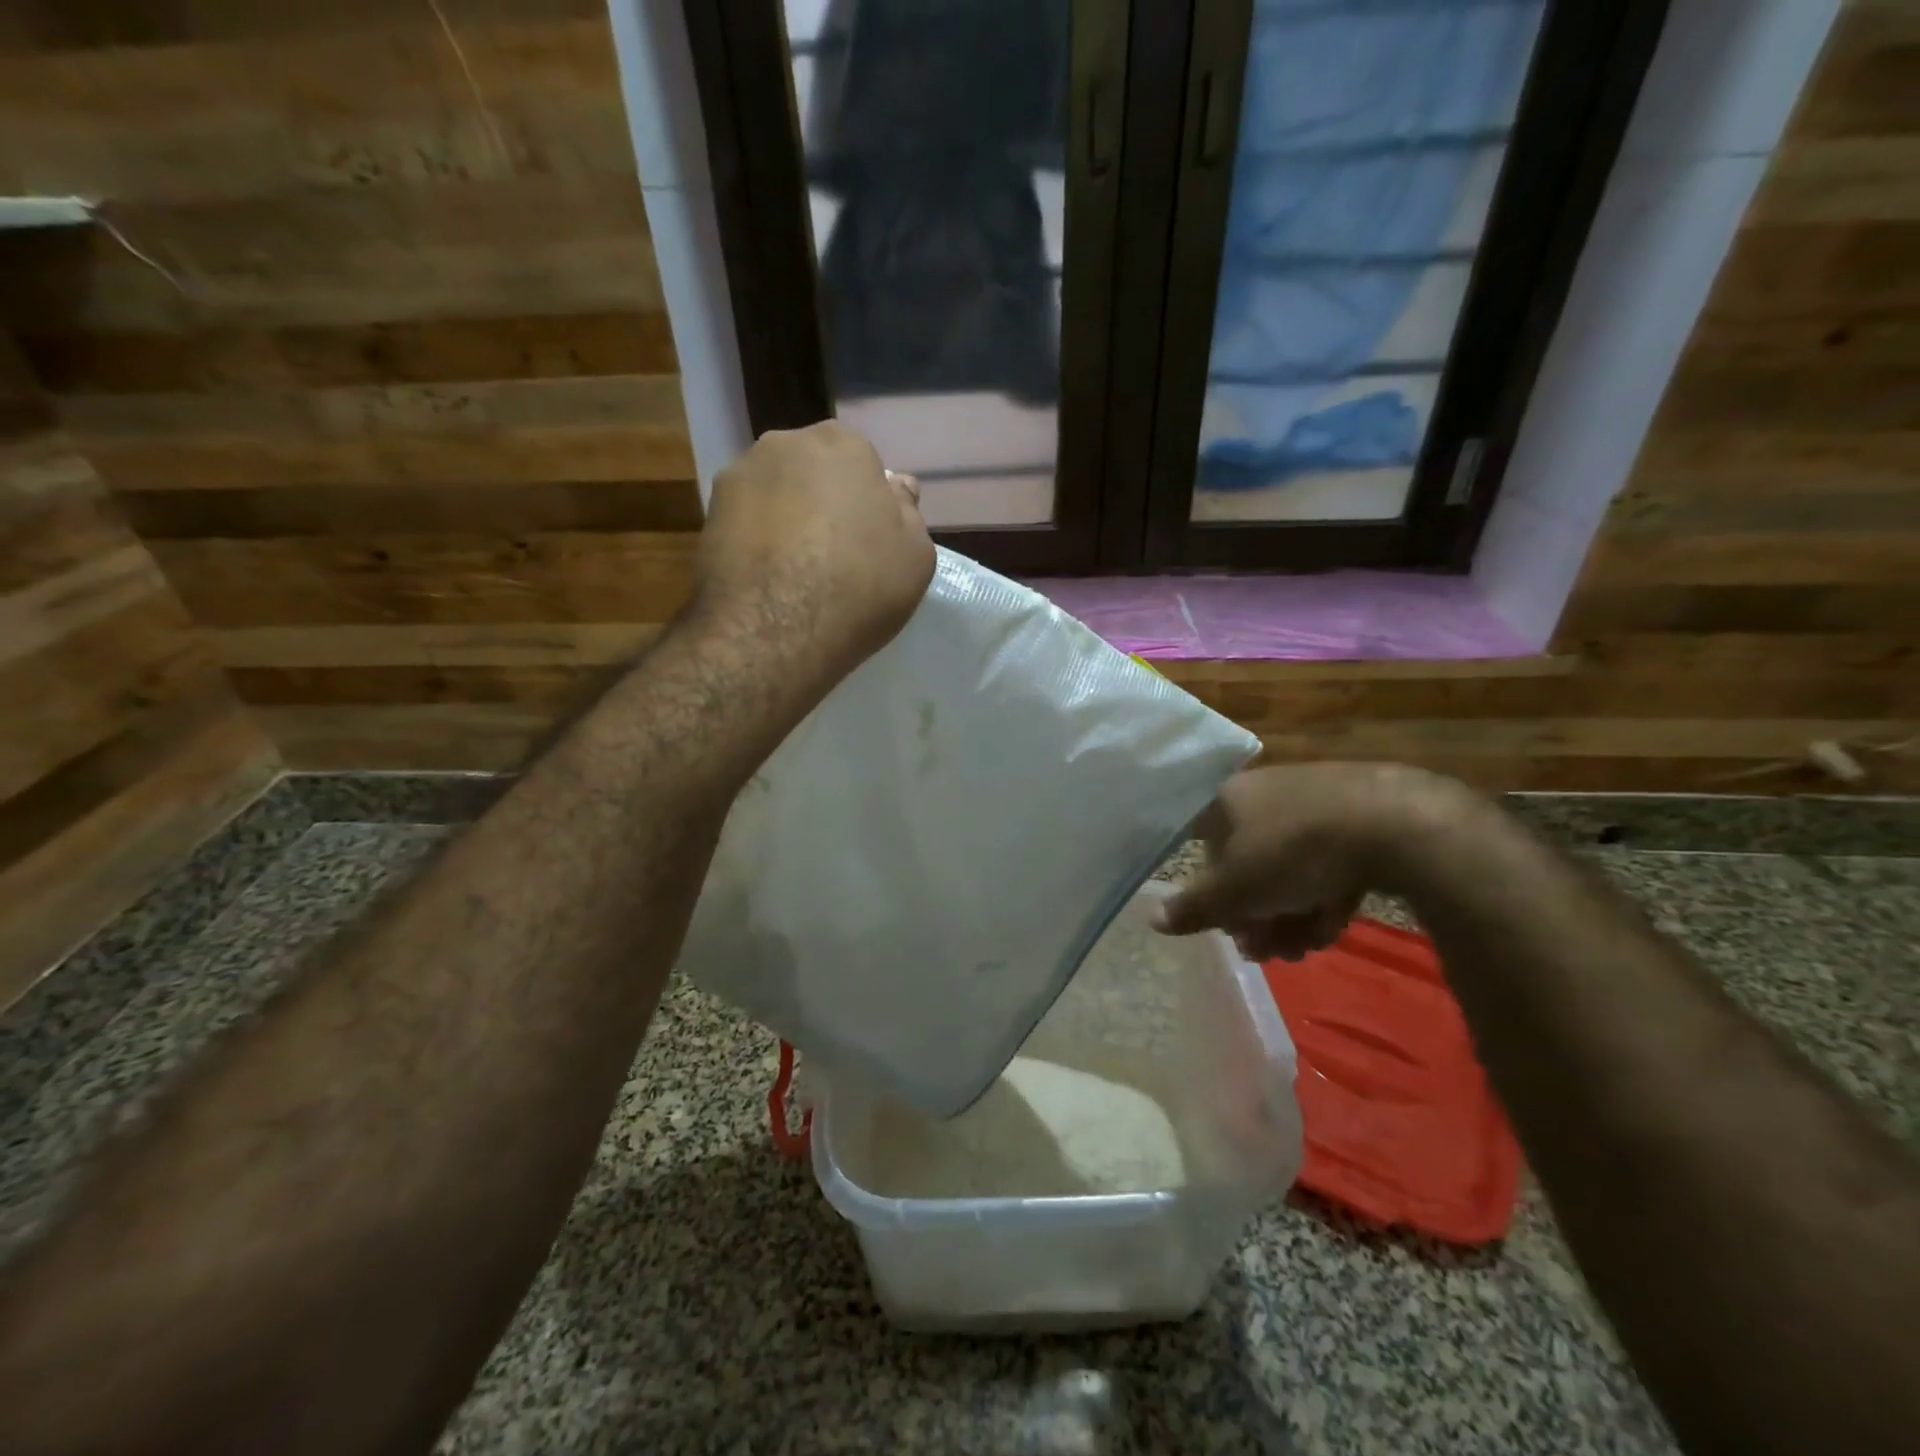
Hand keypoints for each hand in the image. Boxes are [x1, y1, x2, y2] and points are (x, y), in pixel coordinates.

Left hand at [698, 421, 934, 681]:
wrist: (775, 630)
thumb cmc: (860, 585)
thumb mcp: (916, 555)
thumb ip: (907, 513)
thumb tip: (894, 488)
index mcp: (842, 443)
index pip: (862, 463)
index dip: (867, 502)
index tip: (870, 538)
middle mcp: (784, 444)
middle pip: (813, 472)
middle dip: (824, 502)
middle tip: (835, 554)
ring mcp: (738, 477)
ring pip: (775, 495)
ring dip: (786, 521)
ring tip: (796, 573)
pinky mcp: (706, 516)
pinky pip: (745, 524)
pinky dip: (757, 543)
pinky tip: (768, 581)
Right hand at [1154, 763, 1470, 959]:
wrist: (1395, 821)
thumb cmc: (1293, 851)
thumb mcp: (1236, 890)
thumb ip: (1194, 908)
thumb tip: (1152, 920)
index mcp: (1228, 800)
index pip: (1203, 846)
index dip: (1212, 892)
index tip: (1228, 928)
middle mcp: (1266, 794)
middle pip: (1248, 864)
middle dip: (1256, 916)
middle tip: (1267, 953)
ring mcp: (1314, 803)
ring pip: (1290, 869)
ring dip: (1289, 915)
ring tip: (1303, 950)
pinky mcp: (1358, 817)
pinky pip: (1327, 862)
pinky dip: (1324, 896)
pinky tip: (1332, 927)